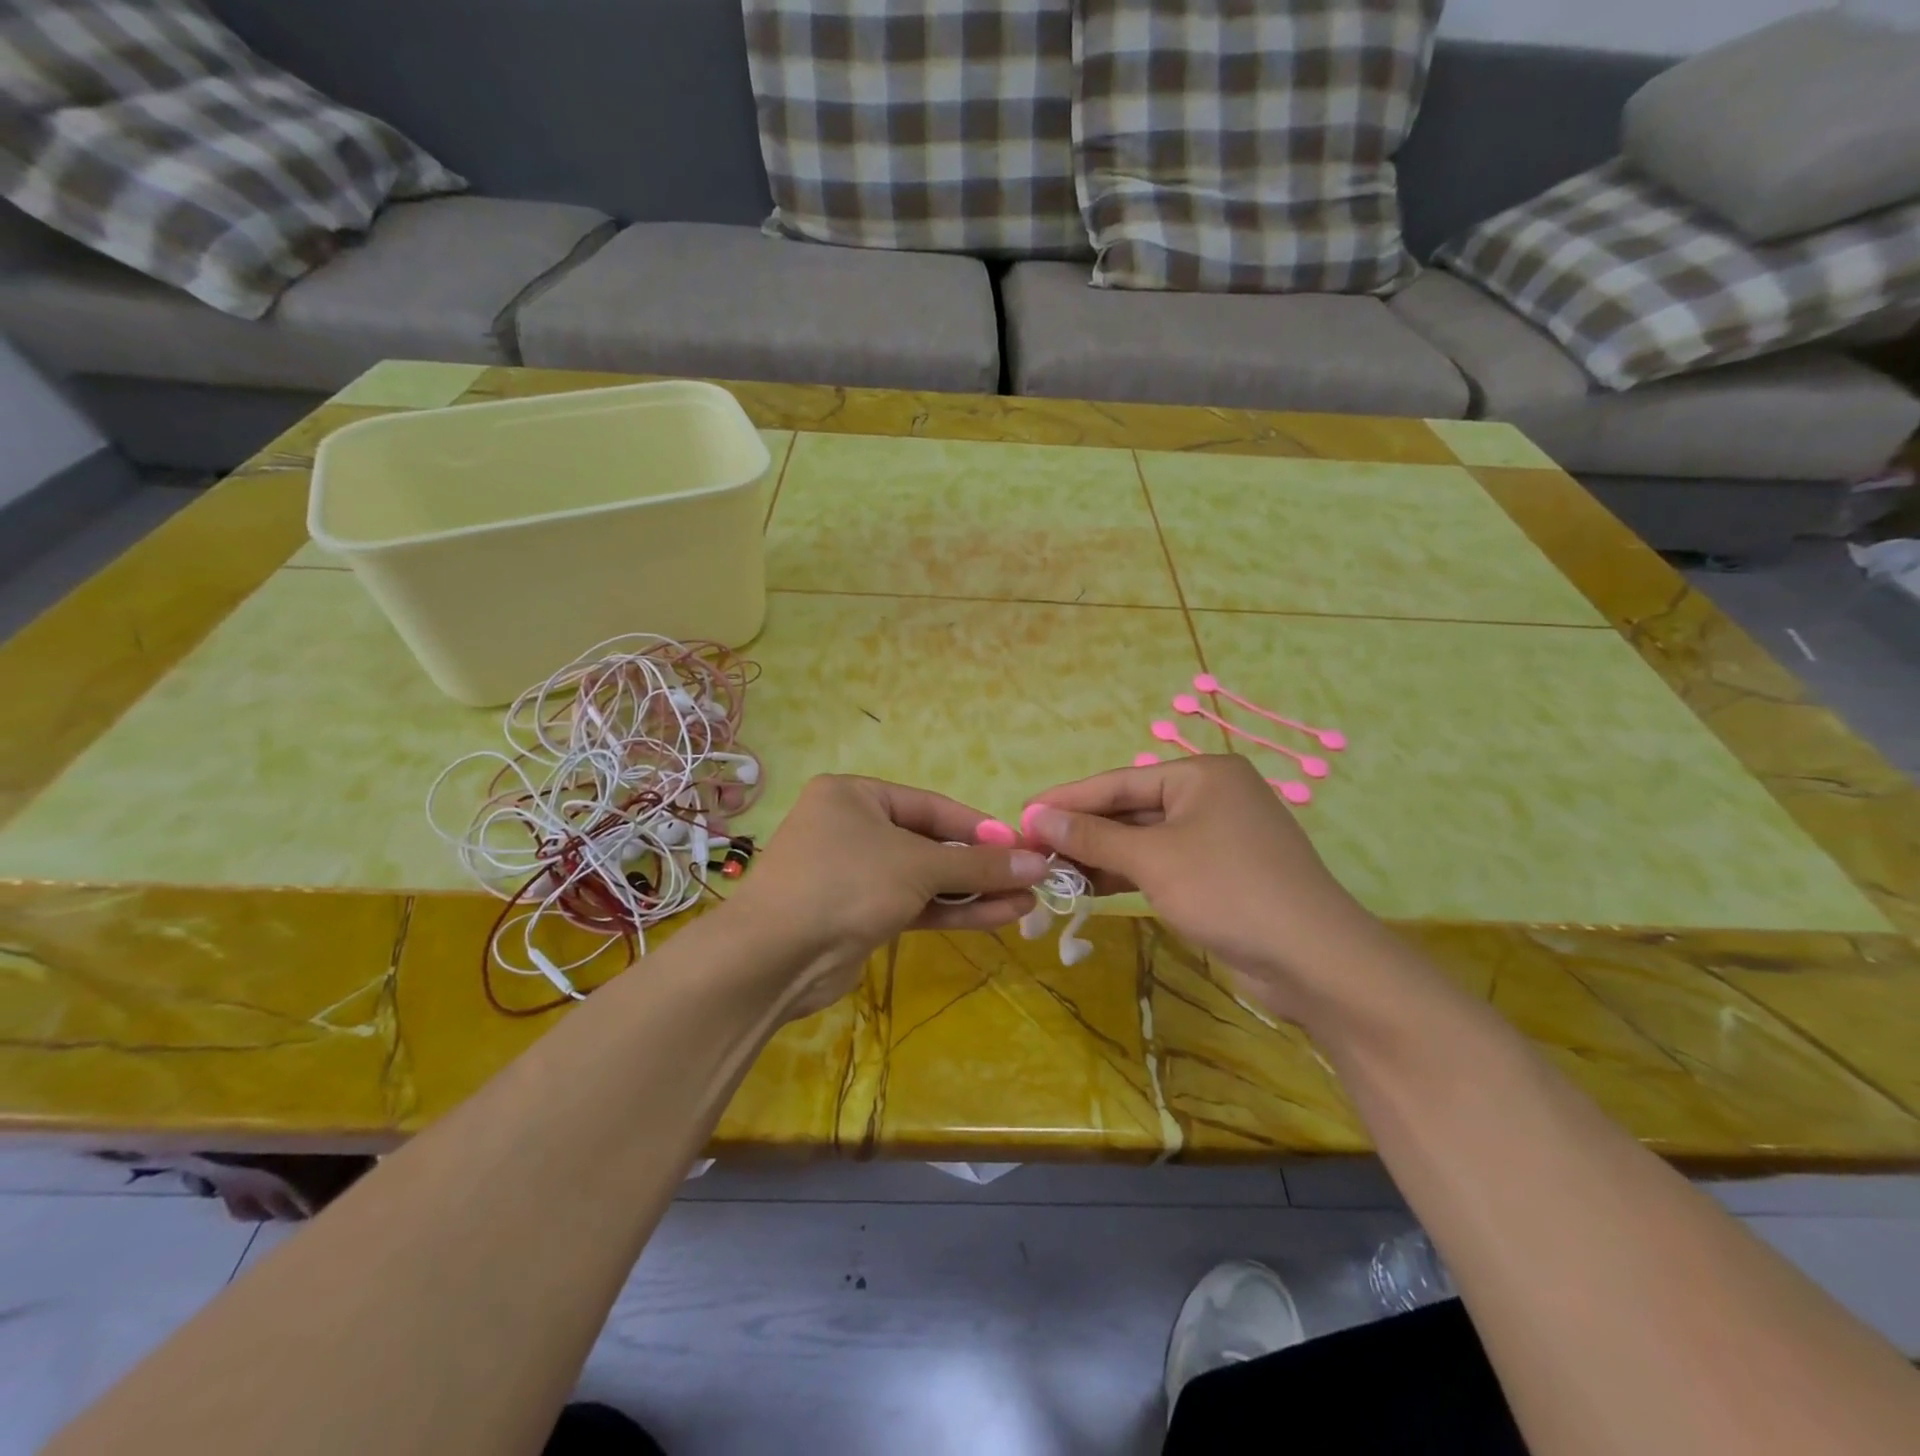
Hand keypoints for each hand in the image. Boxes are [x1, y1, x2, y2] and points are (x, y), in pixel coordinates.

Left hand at [728, 775, 1048, 1016]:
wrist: (774, 958)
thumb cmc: (847, 884)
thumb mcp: (918, 865)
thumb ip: (978, 864)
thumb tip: (1036, 863)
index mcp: (854, 796)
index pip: (931, 805)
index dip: (979, 827)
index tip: (1021, 847)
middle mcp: (852, 828)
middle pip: (930, 842)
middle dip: (980, 864)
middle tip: (1029, 878)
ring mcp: (855, 874)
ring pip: (925, 878)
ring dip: (973, 891)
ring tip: (1026, 902)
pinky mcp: (859, 914)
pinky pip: (914, 905)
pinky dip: (951, 910)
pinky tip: (998, 916)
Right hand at [1022, 755, 1379, 1019]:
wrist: (1313, 960)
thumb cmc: (1228, 890)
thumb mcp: (1153, 859)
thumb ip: (1093, 837)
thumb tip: (1037, 817)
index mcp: (1201, 775)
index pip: (1118, 782)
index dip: (1067, 800)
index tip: (1022, 816)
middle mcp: (1210, 797)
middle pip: (1130, 810)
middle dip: (1083, 832)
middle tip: (1032, 850)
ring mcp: (1217, 837)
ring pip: (1144, 840)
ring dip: (1100, 857)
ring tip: (1051, 872)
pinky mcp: (1219, 873)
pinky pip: (1161, 864)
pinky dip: (1127, 874)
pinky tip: (1089, 887)